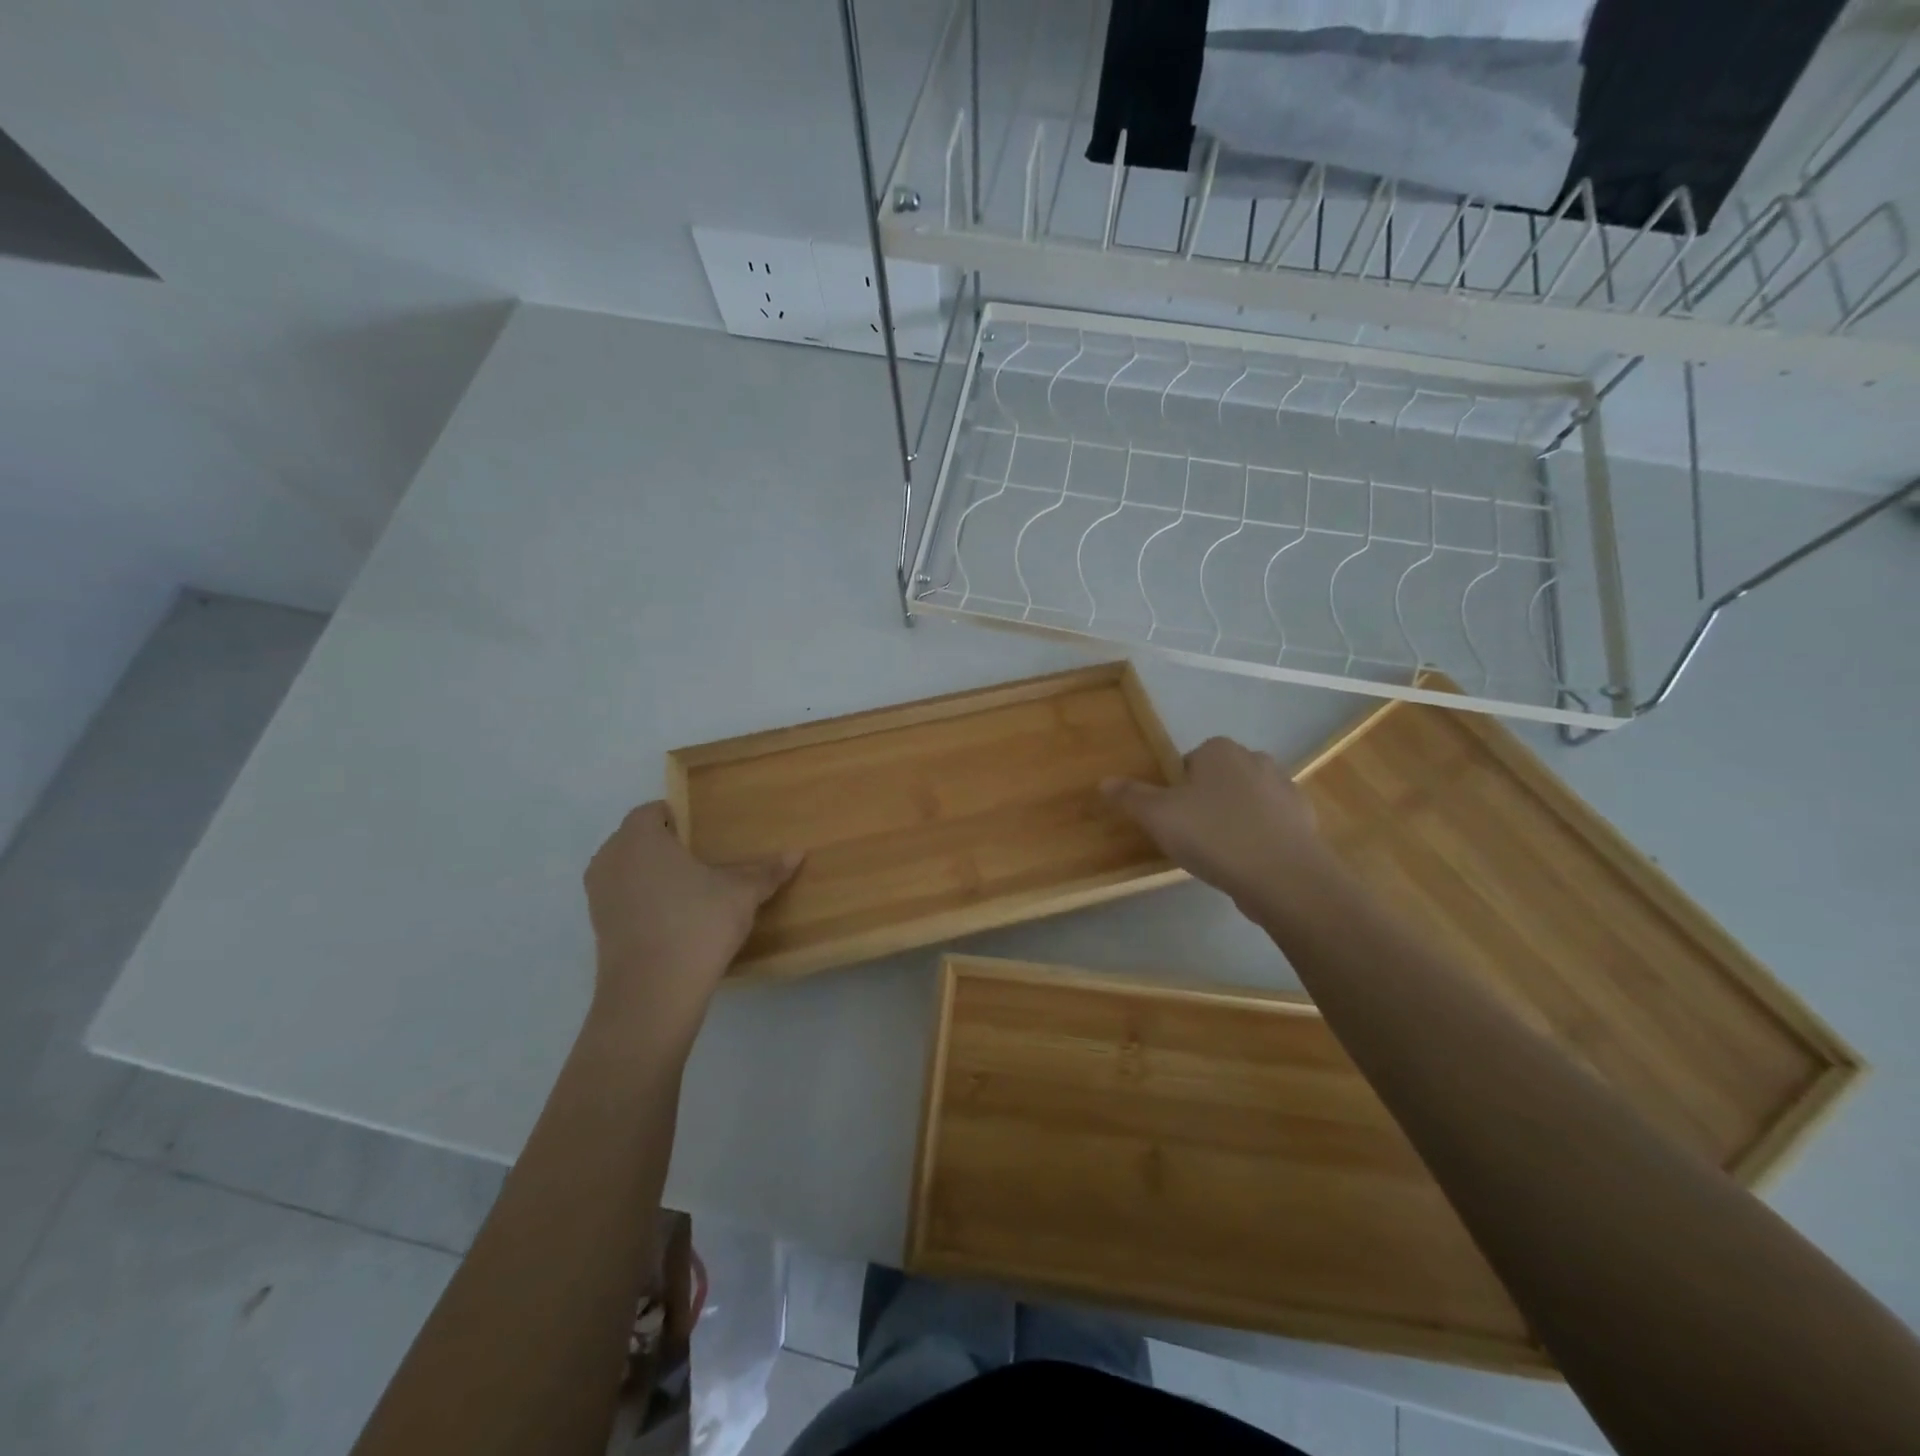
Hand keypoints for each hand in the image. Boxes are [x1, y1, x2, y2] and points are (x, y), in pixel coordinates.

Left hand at [582, 802, 799, 1045]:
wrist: (652, 993)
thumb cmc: (697, 924)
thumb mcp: (741, 894)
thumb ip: (766, 871)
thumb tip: (797, 852)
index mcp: (640, 837)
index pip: (654, 811)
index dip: (680, 817)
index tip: (707, 834)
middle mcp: (611, 858)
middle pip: (637, 839)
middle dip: (666, 845)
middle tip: (704, 860)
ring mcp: (598, 894)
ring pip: (627, 870)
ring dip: (652, 874)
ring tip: (691, 890)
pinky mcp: (598, 927)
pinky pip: (623, 899)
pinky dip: (643, 901)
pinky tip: (675, 919)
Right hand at [1102, 737, 1330, 910]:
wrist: (1282, 876)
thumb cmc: (1213, 835)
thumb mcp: (1158, 816)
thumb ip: (1131, 796)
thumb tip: (1104, 781)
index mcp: (1219, 750)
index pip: (1189, 761)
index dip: (1178, 789)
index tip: (1173, 818)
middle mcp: (1255, 759)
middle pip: (1219, 778)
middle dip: (1207, 801)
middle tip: (1193, 836)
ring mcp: (1285, 788)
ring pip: (1247, 800)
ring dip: (1235, 818)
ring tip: (1221, 853)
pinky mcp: (1304, 819)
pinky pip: (1272, 823)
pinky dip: (1260, 837)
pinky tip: (1249, 863)